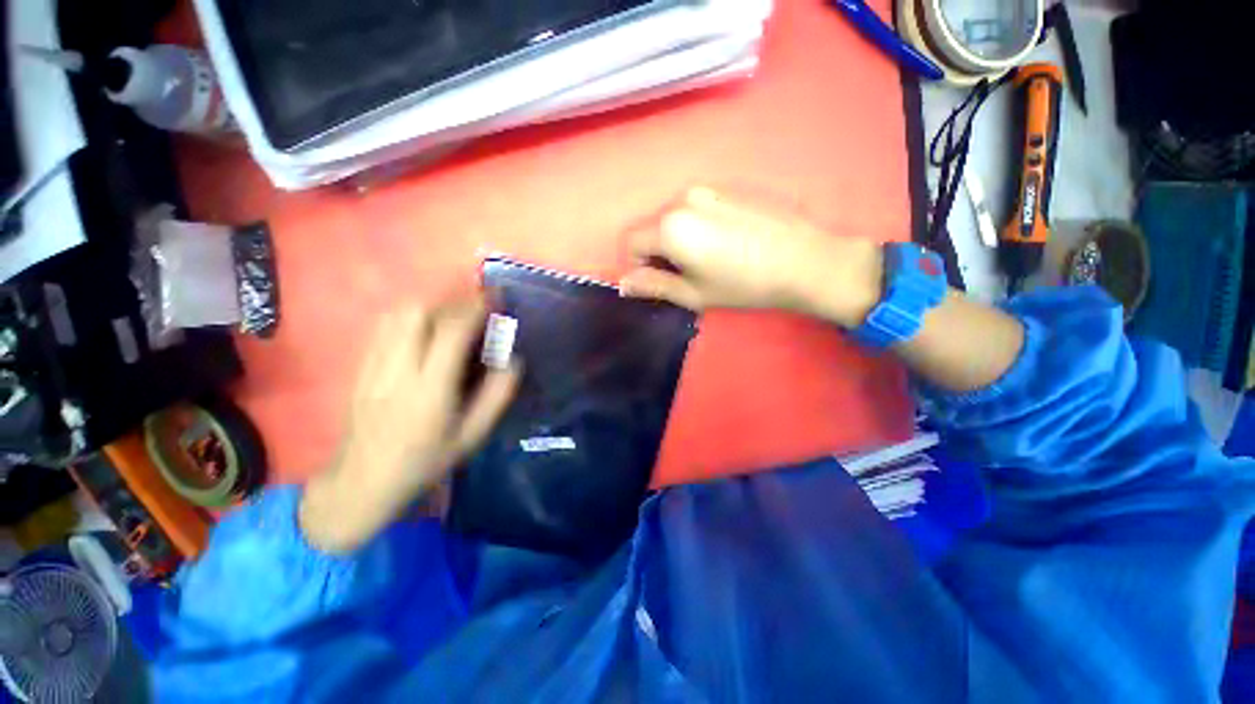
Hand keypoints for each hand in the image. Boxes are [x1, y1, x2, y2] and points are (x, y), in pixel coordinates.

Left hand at [301, 297, 519, 552]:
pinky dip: (409, 316)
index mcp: (430, 389)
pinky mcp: (361, 366)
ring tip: (451, 315)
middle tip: (473, 310)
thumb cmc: (425, 460)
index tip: (495, 297)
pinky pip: (384, 326)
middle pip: (417, 312)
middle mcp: (398, 369)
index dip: (475, 308)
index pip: (451, 332)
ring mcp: (373, 365)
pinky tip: (424, 328)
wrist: (362, 480)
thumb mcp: (472, 435)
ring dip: (430, 305)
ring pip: (397, 314)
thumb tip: (512, 361)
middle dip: (451, 301)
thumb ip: (496, 396)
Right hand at [619, 187, 884, 326]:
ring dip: (679, 242)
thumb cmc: (742, 284)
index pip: (632, 243)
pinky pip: (696, 212)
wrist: (803, 261)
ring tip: (710, 261)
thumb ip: (654, 285)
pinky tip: (725, 246)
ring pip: (674, 220)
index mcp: (670, 226)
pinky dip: (697, 230)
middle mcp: (683, 200)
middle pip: (652, 229)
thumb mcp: (693, 293)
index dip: (640, 266)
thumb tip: (624, 283)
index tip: (663, 282)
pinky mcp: (727, 192)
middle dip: (659, 254)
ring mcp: (707, 192)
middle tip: (688, 276)